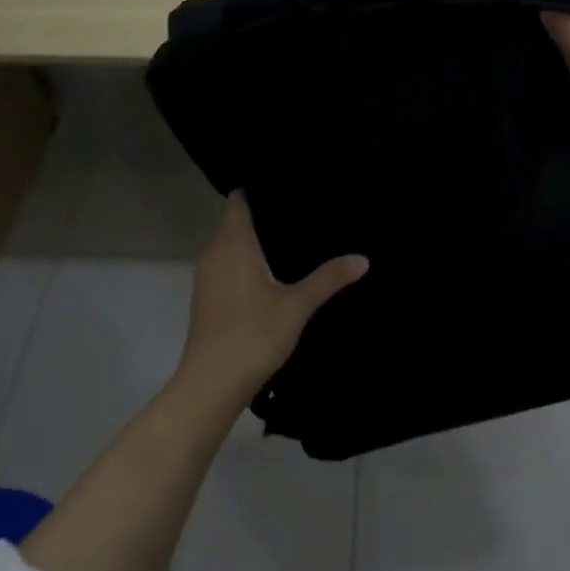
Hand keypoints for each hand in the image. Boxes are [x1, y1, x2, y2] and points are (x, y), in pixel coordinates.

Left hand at [181, 192, 368, 398]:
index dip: (259, 190)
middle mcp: (214, 253)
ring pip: (230, 248)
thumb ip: (328, 278)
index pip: (239, 201)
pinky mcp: (206, 300)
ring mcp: (206, 278)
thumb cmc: (253, 333)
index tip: (286, 186)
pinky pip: (227, 269)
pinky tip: (272, 277)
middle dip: (264, 218)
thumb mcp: (298, 305)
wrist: (211, 384)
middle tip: (301, 212)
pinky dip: (246, 266)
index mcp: (232, 243)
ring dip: (254, 244)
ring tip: (292, 241)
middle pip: (236, 223)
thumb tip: (362, 258)